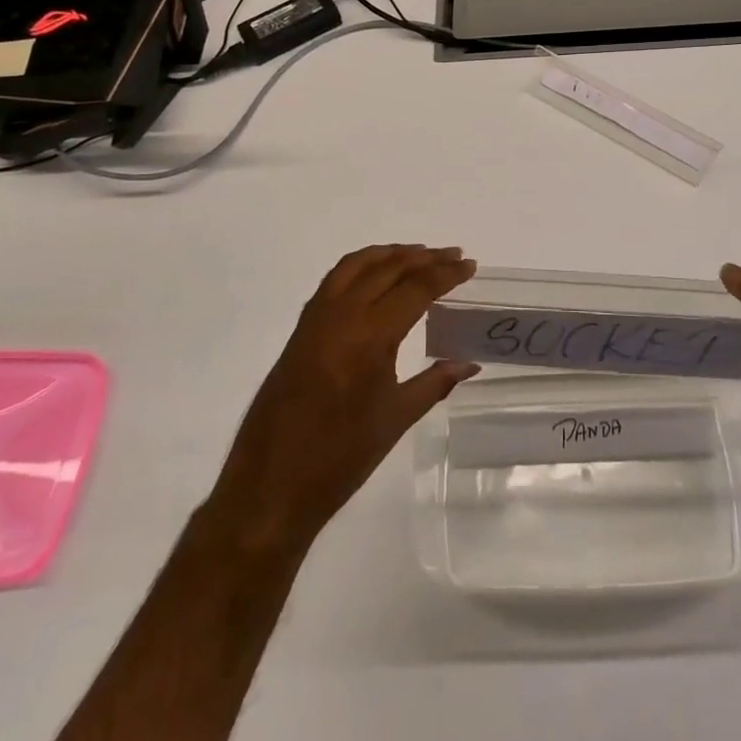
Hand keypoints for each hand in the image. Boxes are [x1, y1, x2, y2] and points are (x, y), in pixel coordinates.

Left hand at [207, 245, 479, 549]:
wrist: (271, 486)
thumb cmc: (340, 458)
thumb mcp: (395, 420)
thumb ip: (434, 383)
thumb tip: (469, 364)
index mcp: (369, 336)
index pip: (415, 288)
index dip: (445, 273)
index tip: (469, 265)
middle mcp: (341, 315)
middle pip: (388, 268)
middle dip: (424, 258)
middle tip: (453, 255)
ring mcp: (316, 318)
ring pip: (357, 265)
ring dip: (391, 254)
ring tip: (419, 255)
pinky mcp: (301, 328)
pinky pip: (335, 279)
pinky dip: (361, 266)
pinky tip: (376, 276)